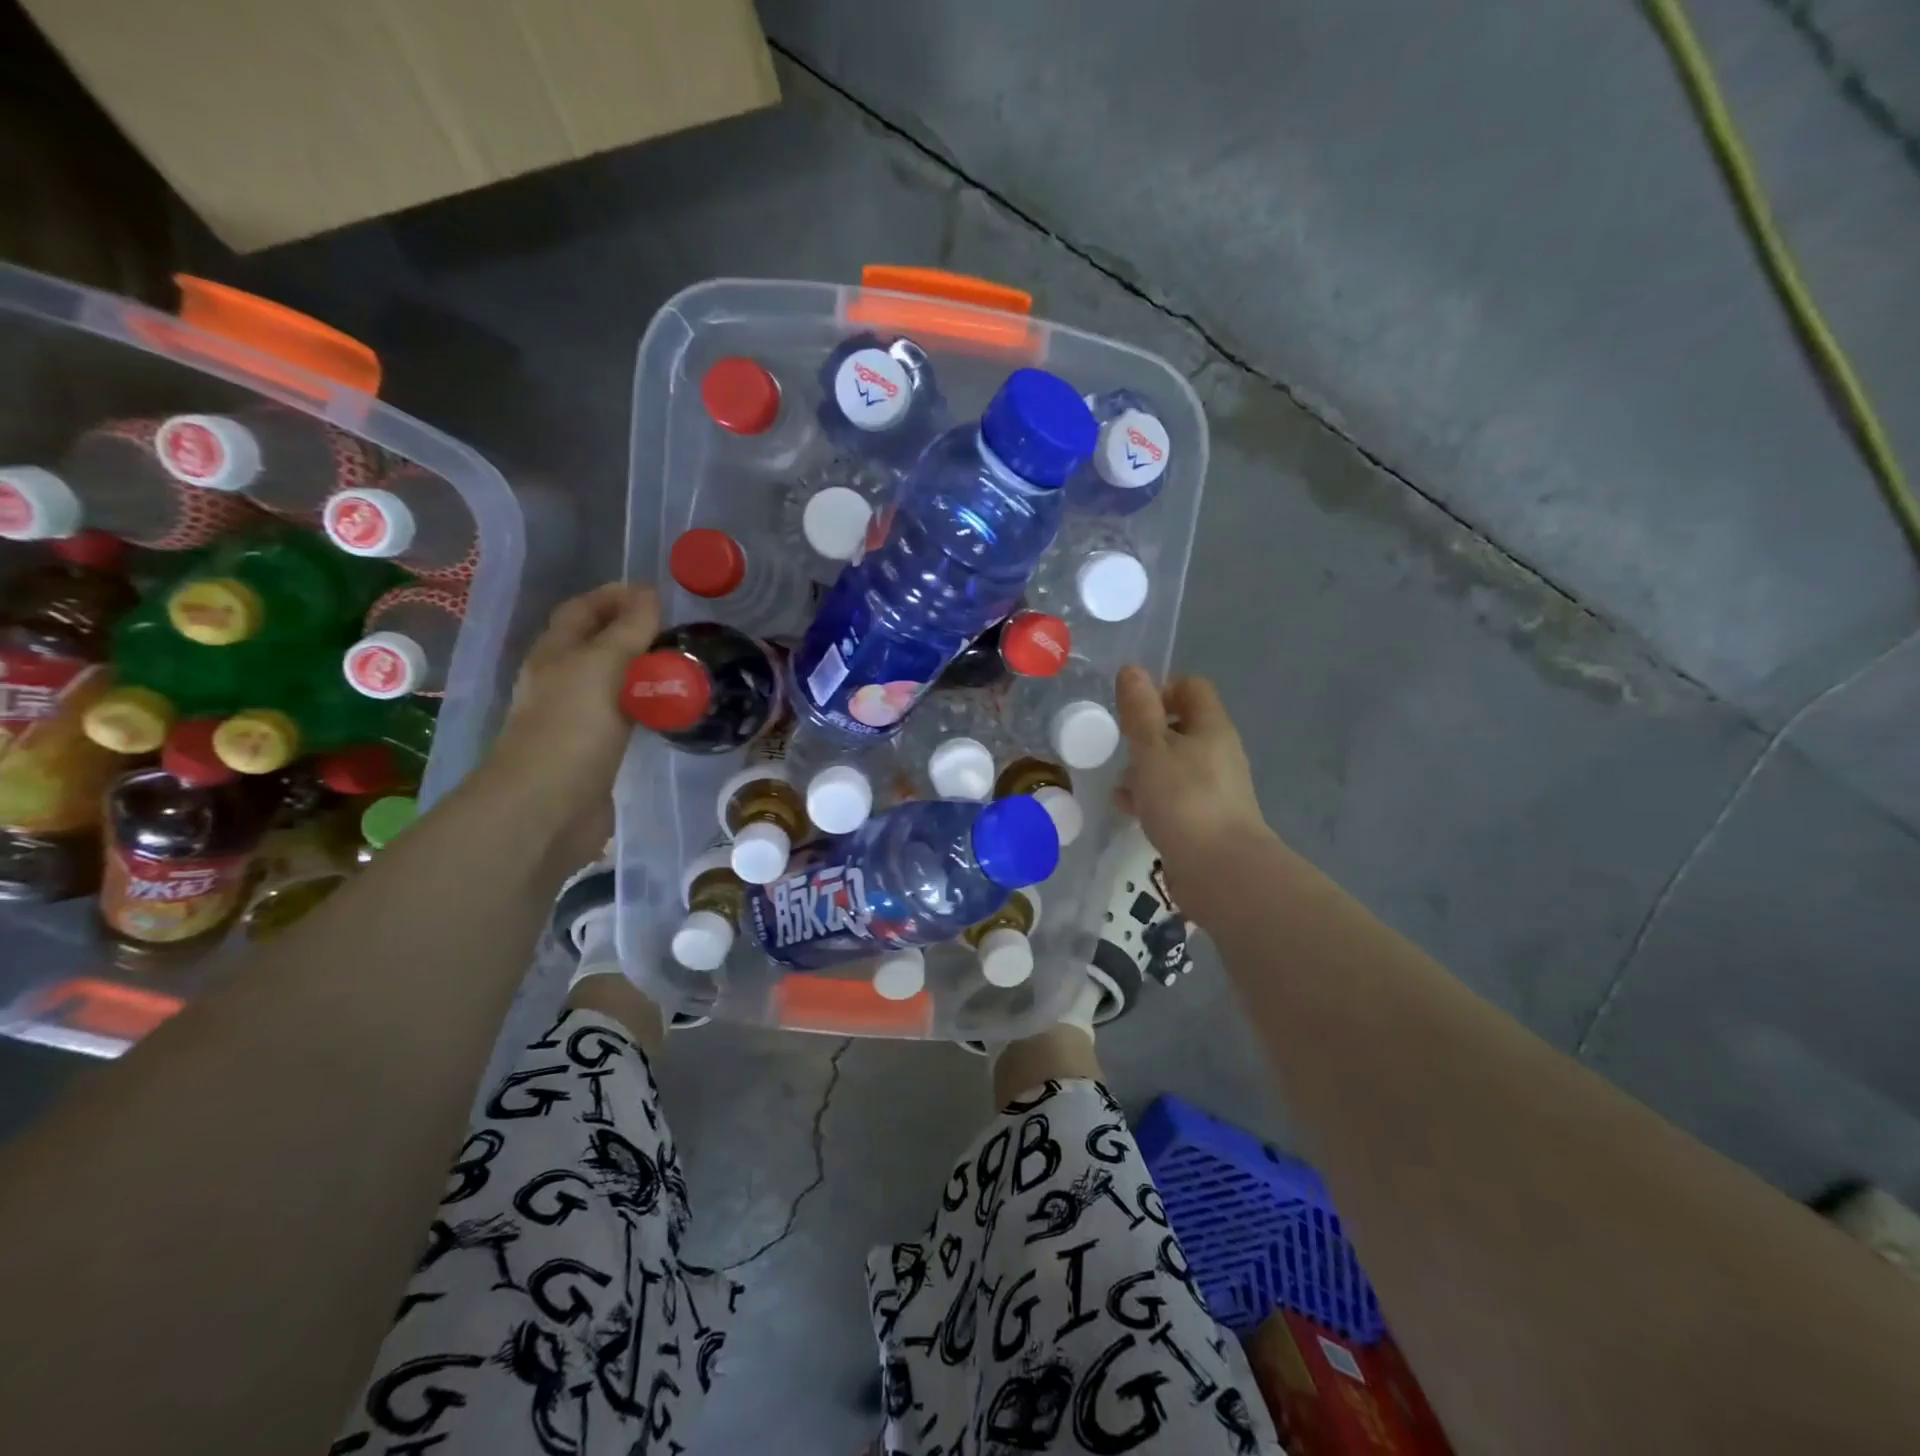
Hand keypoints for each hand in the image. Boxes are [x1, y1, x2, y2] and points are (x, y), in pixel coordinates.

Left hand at [486, 583, 660, 868]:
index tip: (659, 594)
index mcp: (555, 654)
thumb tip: (650, 593)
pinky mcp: (595, 751)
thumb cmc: (571, 728)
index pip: (583, 610)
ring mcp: (577, 718)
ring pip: (614, 682)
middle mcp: (562, 681)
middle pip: (598, 645)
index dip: (615, 596)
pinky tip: (672, 711)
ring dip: (644, 671)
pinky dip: (647, 707)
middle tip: (681, 632)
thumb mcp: (602, 666)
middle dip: (635, 633)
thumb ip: (628, 629)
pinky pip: (625, 716)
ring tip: (685, 667)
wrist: (548, 807)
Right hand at [1114, 666, 1273, 911]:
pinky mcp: (1206, 818)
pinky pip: (1175, 795)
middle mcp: (1218, 752)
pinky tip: (1130, 810)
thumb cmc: (1183, 800)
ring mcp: (1215, 787)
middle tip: (1121, 747)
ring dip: (1146, 768)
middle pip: (1181, 726)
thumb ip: (1140, 710)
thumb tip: (1132, 670)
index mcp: (1211, 727)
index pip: (1191, 688)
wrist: (1220, 870)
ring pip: (1175, 763)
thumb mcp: (1152, 749)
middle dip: (1147, 734)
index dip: (1161, 689)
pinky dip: (1153, 797)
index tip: (1132, 710)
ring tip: (1120, 783)